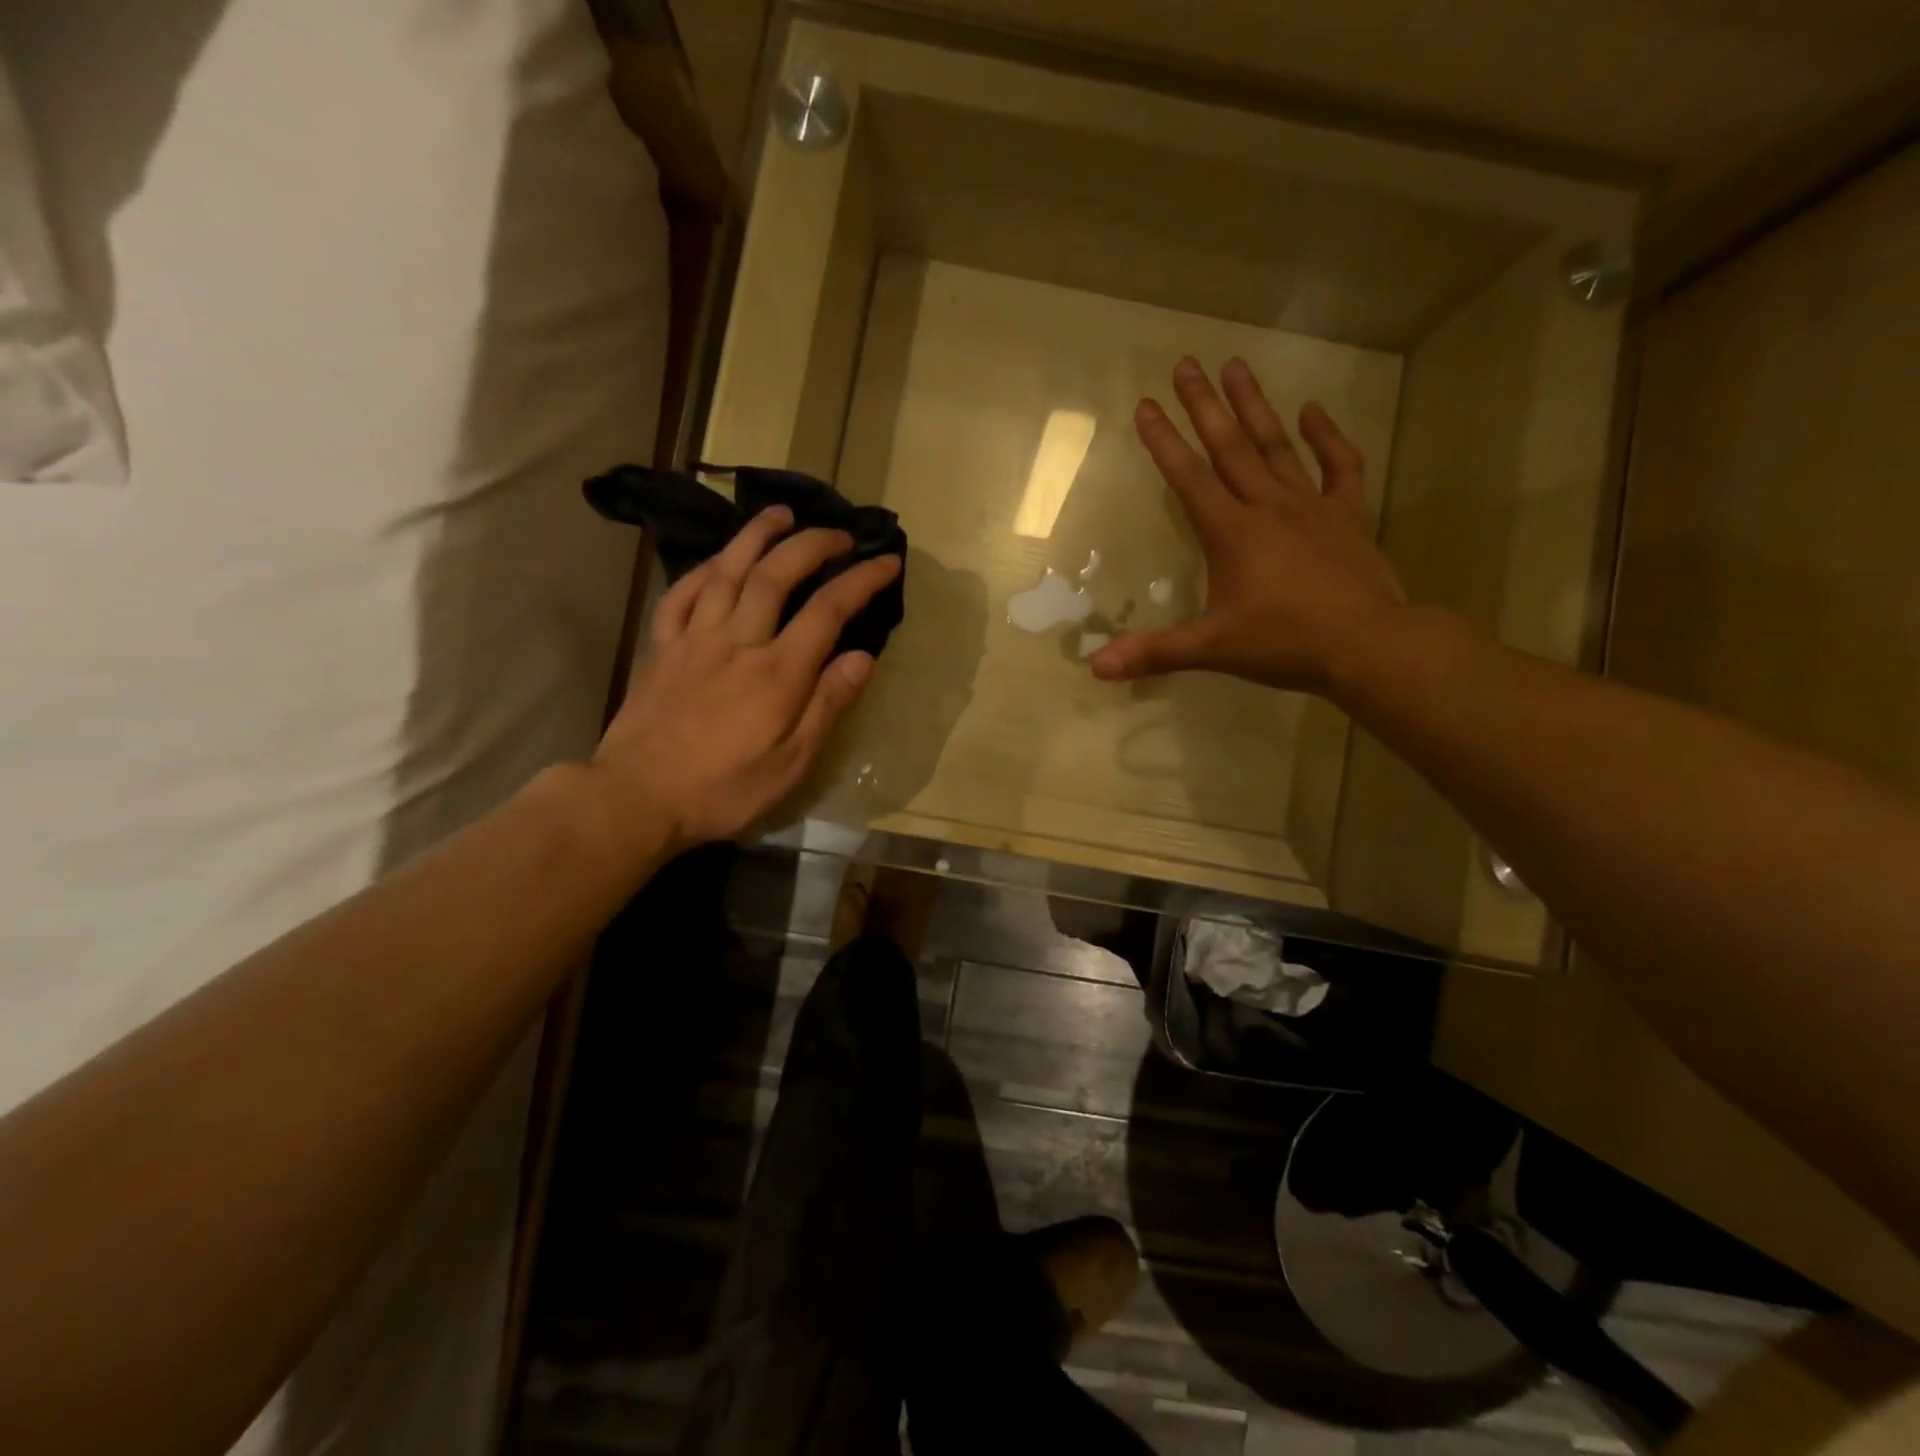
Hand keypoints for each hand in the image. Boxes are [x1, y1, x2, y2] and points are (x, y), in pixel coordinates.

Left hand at [591, 506, 900, 855]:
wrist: (637, 798)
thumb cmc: (724, 790)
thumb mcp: (792, 764)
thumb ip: (827, 705)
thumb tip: (862, 657)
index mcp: (777, 672)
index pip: (828, 609)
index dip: (862, 579)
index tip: (887, 560)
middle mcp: (737, 641)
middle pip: (777, 574)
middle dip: (812, 544)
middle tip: (839, 533)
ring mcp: (694, 639)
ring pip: (727, 571)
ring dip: (756, 536)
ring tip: (781, 514)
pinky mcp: (661, 648)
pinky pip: (680, 595)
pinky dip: (702, 570)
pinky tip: (717, 561)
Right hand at [1090, 357, 1408, 695]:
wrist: (1368, 646)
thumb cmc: (1285, 643)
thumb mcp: (1212, 649)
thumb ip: (1154, 653)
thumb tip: (1095, 667)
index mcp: (1232, 533)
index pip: (1189, 478)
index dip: (1164, 442)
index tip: (1146, 404)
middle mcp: (1268, 507)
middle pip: (1230, 447)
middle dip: (1204, 405)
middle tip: (1186, 363)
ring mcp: (1312, 506)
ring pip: (1277, 446)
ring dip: (1254, 406)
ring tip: (1236, 365)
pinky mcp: (1348, 515)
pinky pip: (1339, 466)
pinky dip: (1327, 437)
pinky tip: (1311, 412)